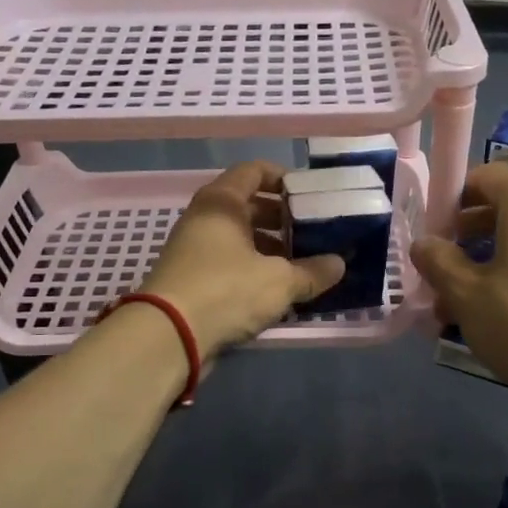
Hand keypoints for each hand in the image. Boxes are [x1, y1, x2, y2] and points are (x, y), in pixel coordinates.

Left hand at [140, 161, 343, 360]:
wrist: (168, 336)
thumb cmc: (226, 291)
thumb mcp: (280, 281)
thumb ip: (313, 271)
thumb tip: (339, 265)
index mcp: (222, 202)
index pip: (254, 171)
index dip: (284, 178)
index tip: (311, 196)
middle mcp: (204, 218)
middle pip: (249, 206)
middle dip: (283, 219)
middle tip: (314, 234)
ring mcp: (195, 249)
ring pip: (240, 238)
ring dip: (271, 248)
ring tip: (303, 265)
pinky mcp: (192, 279)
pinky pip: (230, 264)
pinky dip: (254, 270)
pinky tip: (279, 290)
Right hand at [411, 163, 507, 405]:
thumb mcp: (467, 295)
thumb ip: (439, 261)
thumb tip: (423, 243)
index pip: (485, 176)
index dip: (452, 199)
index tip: (432, 233)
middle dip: (469, 237)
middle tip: (442, 270)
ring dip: (493, 261)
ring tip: (466, 303)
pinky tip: (506, 315)